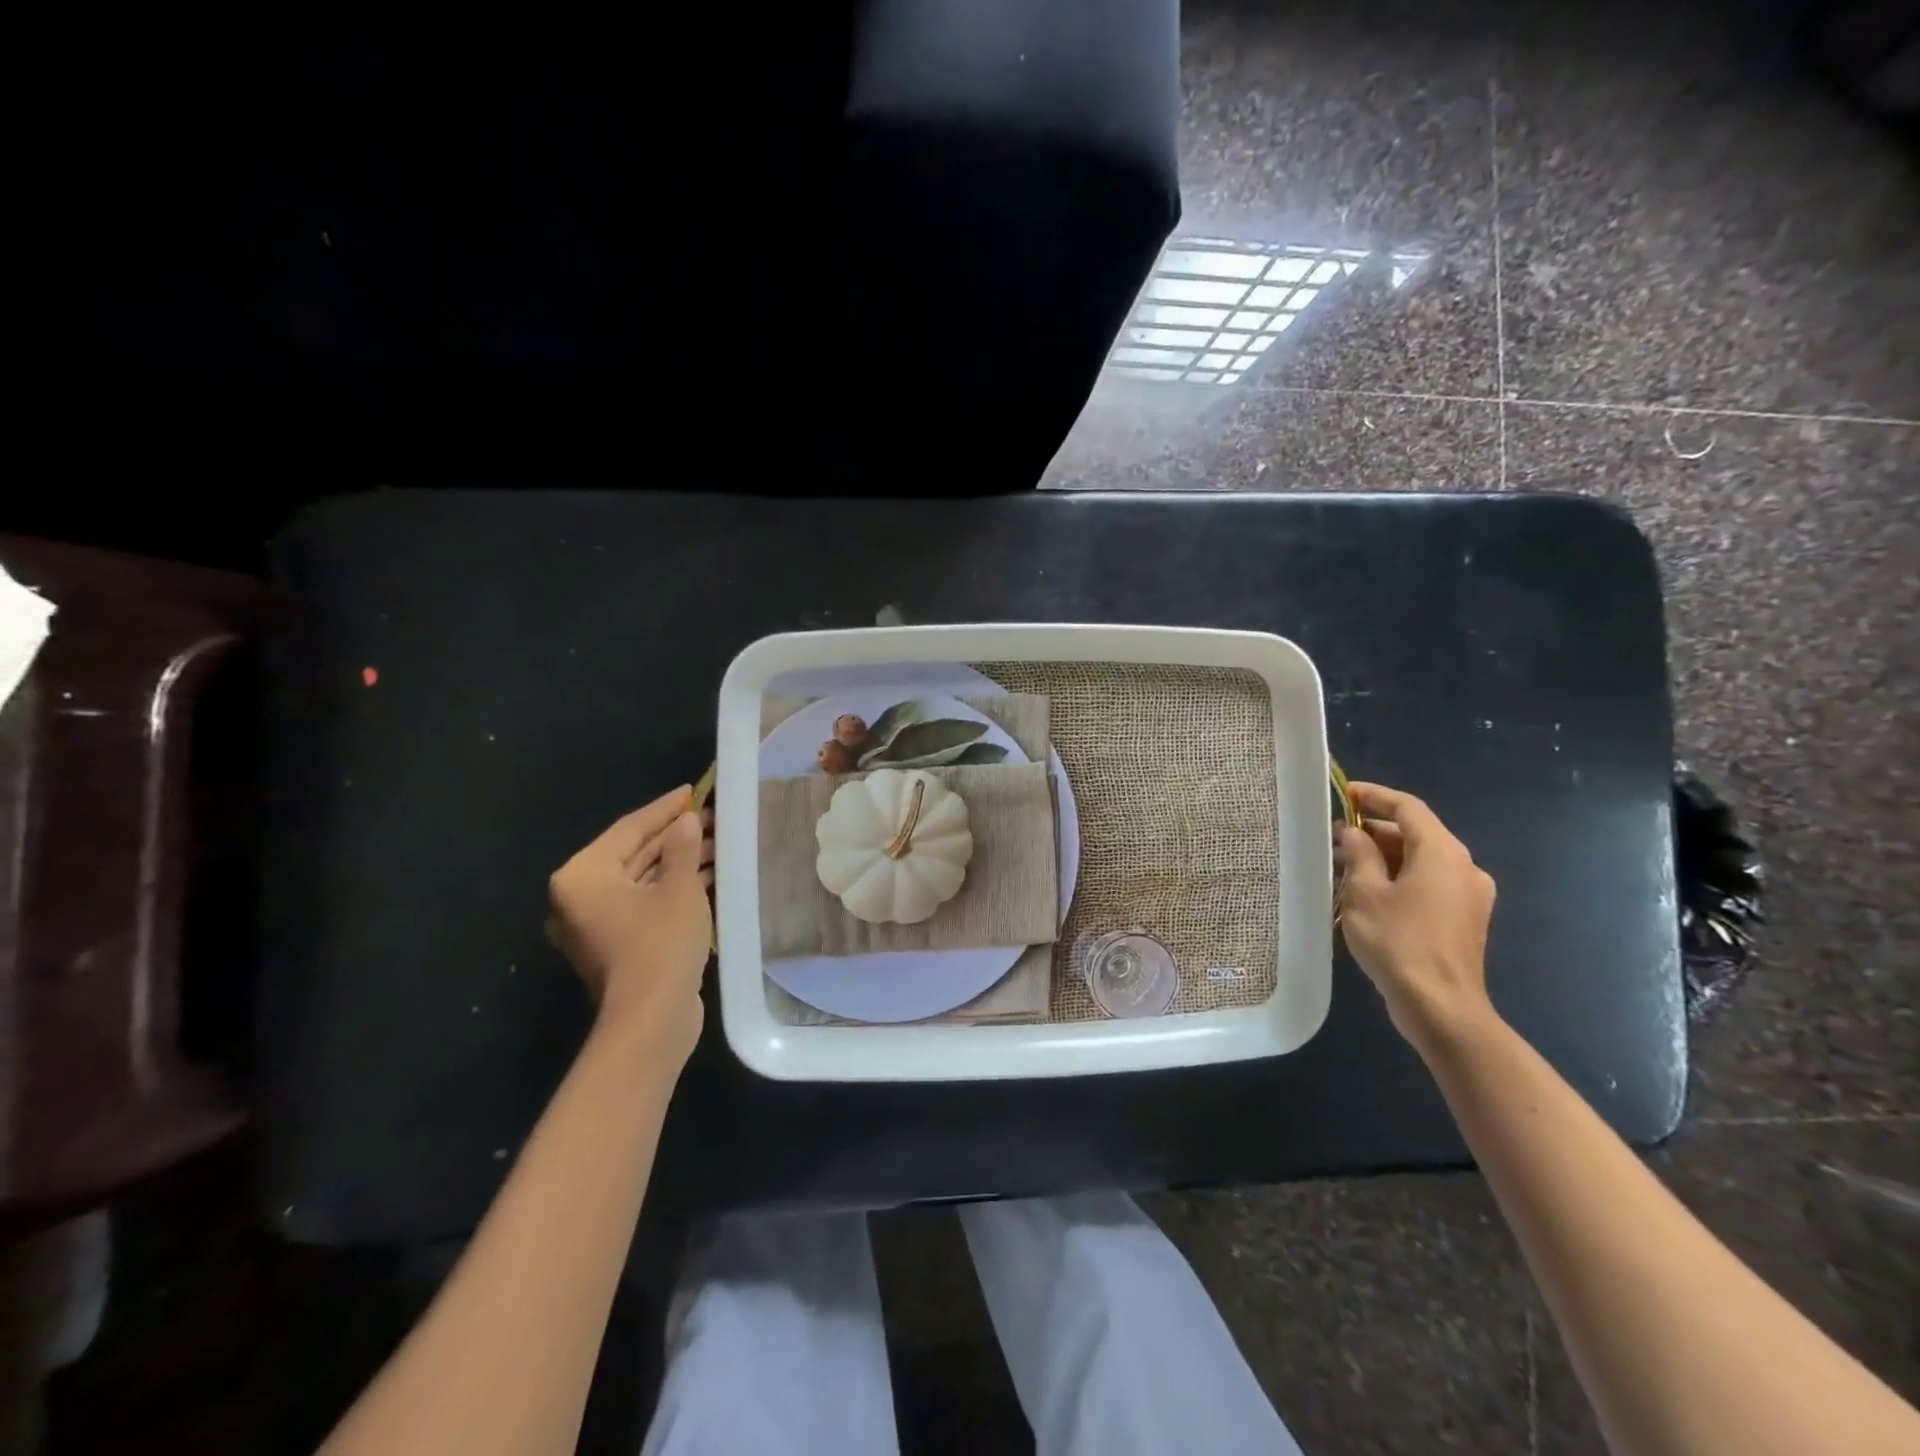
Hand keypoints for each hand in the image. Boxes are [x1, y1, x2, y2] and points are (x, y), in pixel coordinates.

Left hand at [546, 786, 714, 1061]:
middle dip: (674, 836)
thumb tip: (688, 821)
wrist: (651, 1020)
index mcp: (582, 876)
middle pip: (633, 853)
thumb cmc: (660, 943)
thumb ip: (683, 848)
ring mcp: (596, 924)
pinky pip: (644, 903)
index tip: (693, 791)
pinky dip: (672, 888)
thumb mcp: (679, 888)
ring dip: (678, 862)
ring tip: (718, 843)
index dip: (665, 808)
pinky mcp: (617, 945)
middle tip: (711, 816)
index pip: (629, 829)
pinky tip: (708, 875)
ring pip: (642, 880)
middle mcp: (579, 898)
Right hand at [1337, 781, 1497, 1048]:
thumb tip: (1354, 833)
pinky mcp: (1463, 919)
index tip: (1341, 794)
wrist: (1441, 1007)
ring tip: (1342, 864)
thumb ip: (1359, 854)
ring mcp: (1468, 895)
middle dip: (1373, 830)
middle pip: (1415, 833)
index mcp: (1442, 852)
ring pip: (1420, 860)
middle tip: (1333, 836)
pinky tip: (1366, 892)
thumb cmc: (1398, 941)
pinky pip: (1427, 883)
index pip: (1407, 807)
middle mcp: (1463, 867)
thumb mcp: (1365, 892)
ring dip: (1383, 857)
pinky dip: (1398, 878)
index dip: (1373, 796)